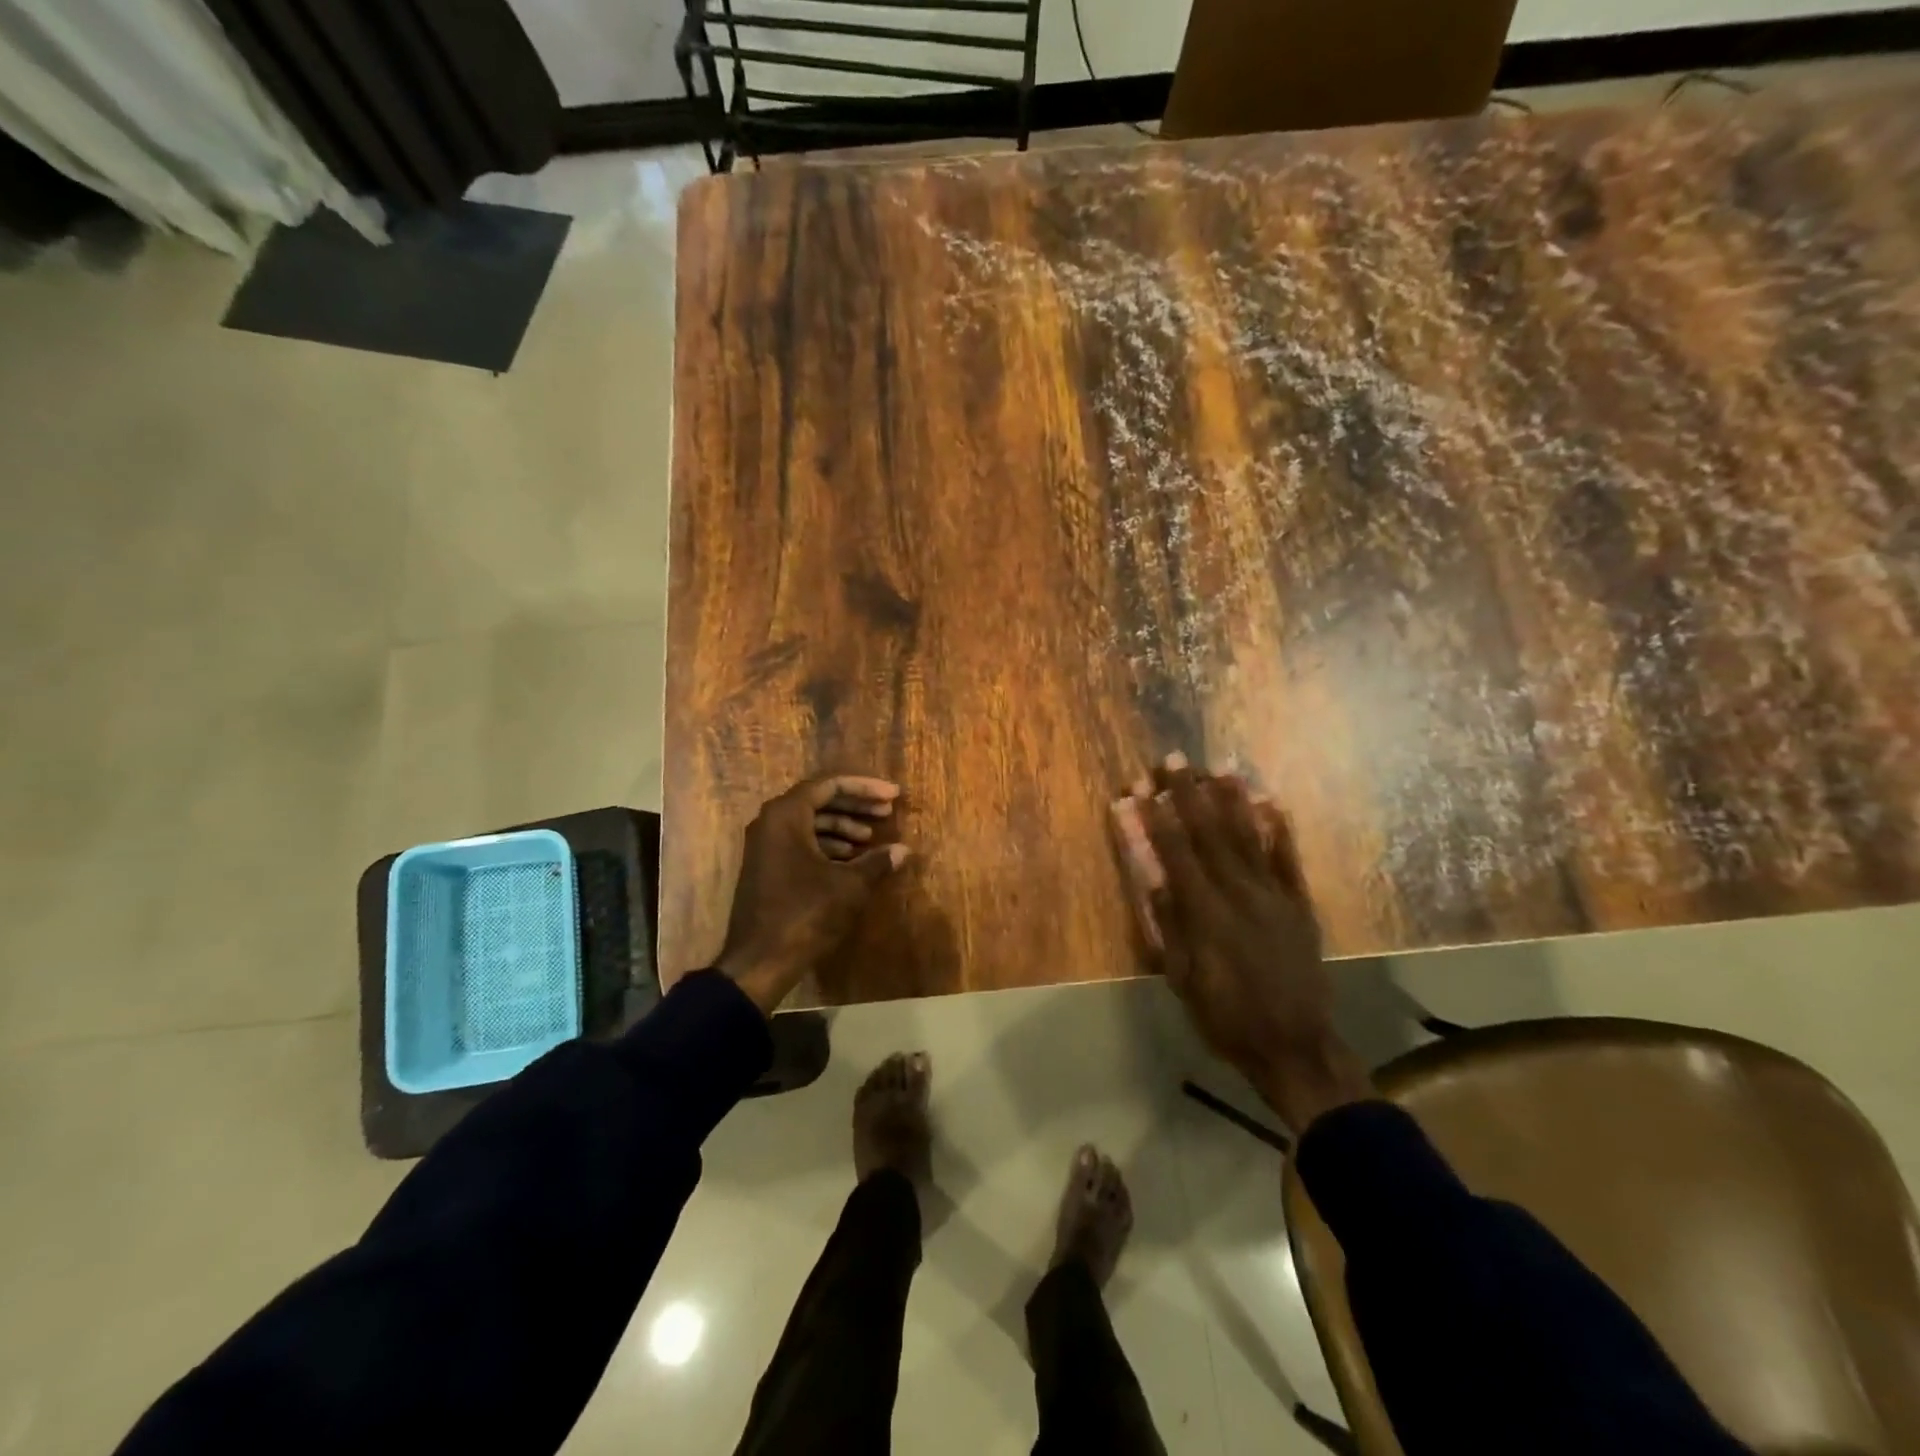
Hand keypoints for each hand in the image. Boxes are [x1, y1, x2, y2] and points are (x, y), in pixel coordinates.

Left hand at [717, 775, 910, 1013]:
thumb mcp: (848, 886)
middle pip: (819, 800)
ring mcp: (765, 846)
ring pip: (809, 823)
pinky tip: (851, 860)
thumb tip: (903, 850)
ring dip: (843, 827)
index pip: (829, 785)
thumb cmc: (805, 914)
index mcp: (785, 815)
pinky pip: (800, 842)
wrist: (759, 962)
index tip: (893, 796)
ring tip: (872, 839)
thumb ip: (877, 862)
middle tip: (887, 813)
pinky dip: (827, 845)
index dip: (865, 788)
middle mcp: (770, 822)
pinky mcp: (767, 867)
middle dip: (855, 805)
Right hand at [1111, 757, 1372, 1130]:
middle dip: (1188, 792)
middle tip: (1174, 758)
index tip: (1139, 786)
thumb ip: (1163, 918)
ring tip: (1220, 765)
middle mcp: (1238, 891)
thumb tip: (1146, 870)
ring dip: (1232, 797)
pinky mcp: (1299, 903)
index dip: (1154, 816)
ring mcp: (1273, 894)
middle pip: (1208, 832)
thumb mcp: (1178, 973)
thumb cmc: (1222, 1014)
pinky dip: (1279, 827)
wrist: (1293, 1045)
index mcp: (1203, 910)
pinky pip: (1288, 857)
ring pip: (1248, 835)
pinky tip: (1270, 801)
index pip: (1173, 851)